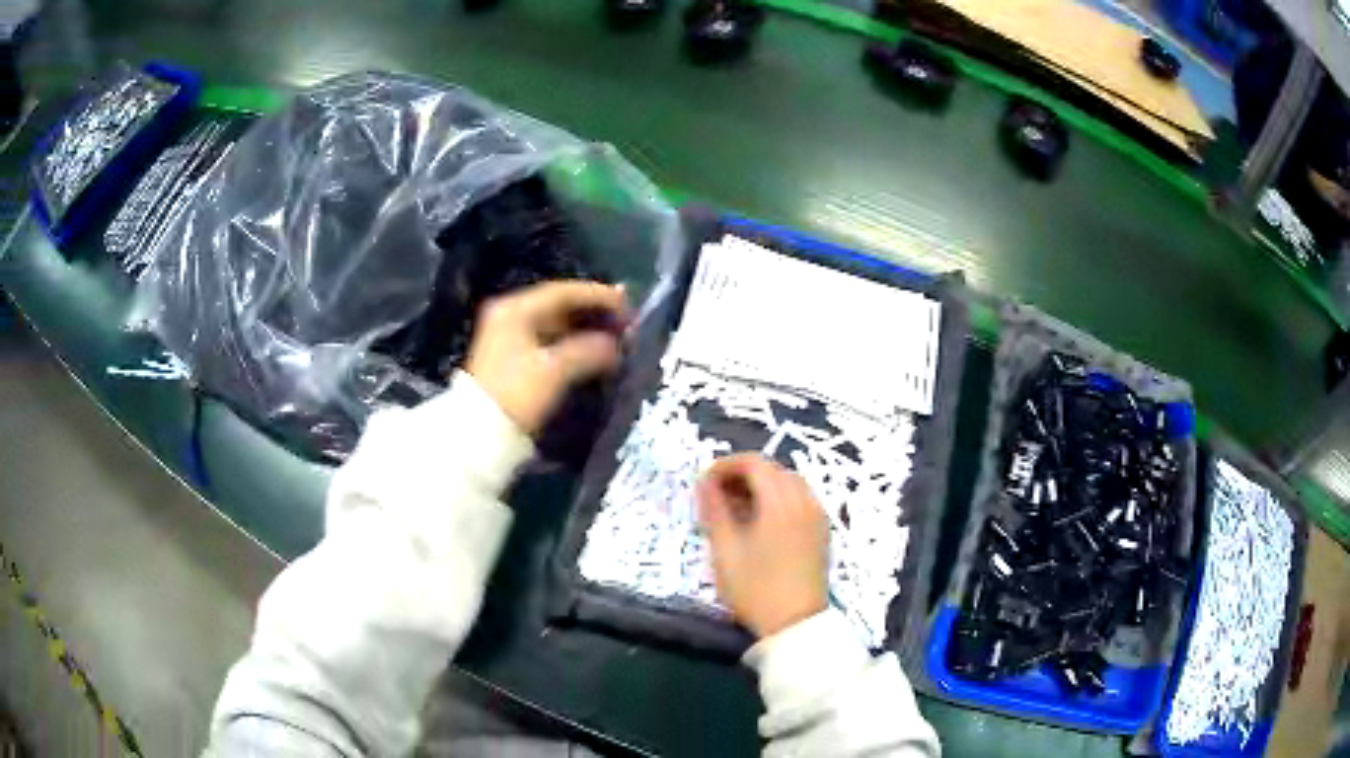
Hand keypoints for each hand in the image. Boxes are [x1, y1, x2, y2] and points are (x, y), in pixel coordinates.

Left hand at [466, 281, 627, 434]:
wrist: (480, 432)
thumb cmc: (516, 394)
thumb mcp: (554, 370)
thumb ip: (587, 351)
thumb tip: (614, 344)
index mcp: (516, 309)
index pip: (563, 292)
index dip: (597, 296)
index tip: (627, 303)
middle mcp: (509, 314)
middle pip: (558, 304)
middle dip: (592, 311)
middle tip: (625, 319)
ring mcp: (507, 334)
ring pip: (554, 322)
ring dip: (583, 327)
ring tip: (614, 334)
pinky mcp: (511, 354)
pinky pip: (548, 337)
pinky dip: (571, 341)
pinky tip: (591, 349)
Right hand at [698, 453, 829, 638]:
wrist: (796, 624)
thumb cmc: (755, 589)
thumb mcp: (725, 551)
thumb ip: (714, 511)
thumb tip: (704, 483)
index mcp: (780, 502)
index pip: (754, 463)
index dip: (726, 465)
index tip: (704, 483)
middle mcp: (804, 500)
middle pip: (773, 469)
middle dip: (743, 474)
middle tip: (716, 496)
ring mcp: (817, 515)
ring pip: (788, 483)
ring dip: (761, 485)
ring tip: (736, 508)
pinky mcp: (822, 531)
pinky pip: (800, 499)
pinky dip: (778, 498)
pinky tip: (761, 521)